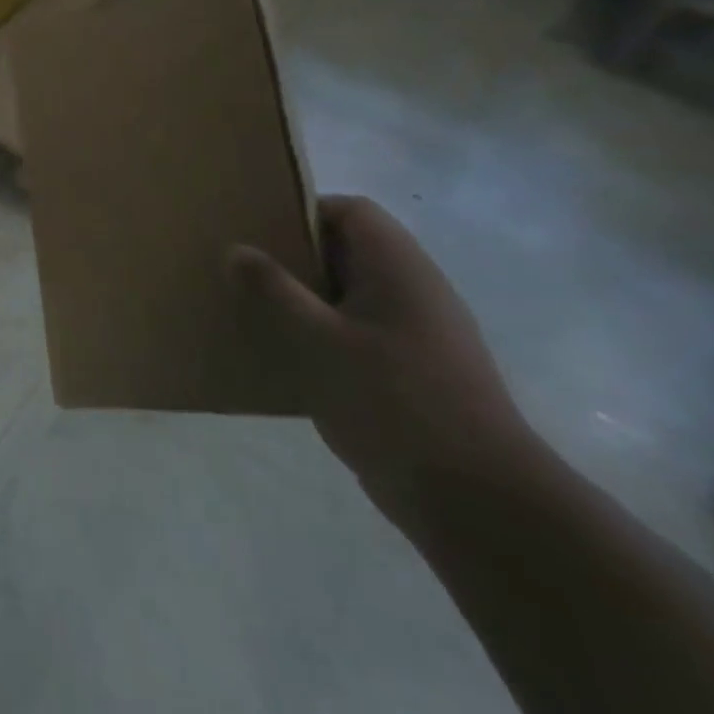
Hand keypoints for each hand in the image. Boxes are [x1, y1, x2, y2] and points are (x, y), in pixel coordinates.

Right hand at [229, 196, 542, 531]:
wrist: (476, 501)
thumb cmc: (393, 402)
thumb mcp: (317, 340)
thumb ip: (273, 290)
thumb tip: (236, 249)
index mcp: (399, 269)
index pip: (350, 211)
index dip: (303, 212)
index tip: (257, 233)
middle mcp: (414, 291)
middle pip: (348, 250)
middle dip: (294, 257)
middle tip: (244, 271)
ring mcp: (417, 334)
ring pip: (349, 295)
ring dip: (304, 299)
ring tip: (255, 313)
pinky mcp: (412, 372)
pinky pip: (356, 333)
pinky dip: (321, 335)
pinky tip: (288, 359)